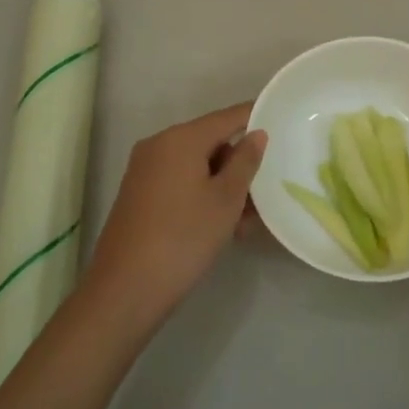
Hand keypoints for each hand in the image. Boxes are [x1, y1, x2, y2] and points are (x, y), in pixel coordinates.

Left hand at [84, 102, 265, 329]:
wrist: (125, 290)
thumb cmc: (184, 238)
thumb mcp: (226, 199)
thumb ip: (245, 161)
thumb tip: (256, 133)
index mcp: (180, 138)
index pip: (227, 117)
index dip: (255, 118)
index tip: (282, 125)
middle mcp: (159, 146)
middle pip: (211, 142)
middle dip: (240, 165)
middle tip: (266, 193)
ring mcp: (145, 171)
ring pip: (196, 167)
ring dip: (224, 186)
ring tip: (247, 221)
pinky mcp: (139, 195)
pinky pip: (180, 183)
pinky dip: (202, 195)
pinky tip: (223, 227)